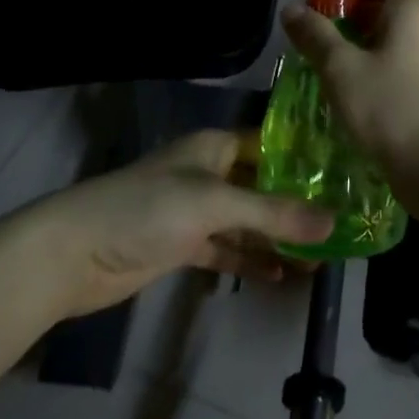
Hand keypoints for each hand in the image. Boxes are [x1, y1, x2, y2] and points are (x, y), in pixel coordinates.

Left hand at [35, 130, 333, 320]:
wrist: (73, 253)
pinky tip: (279, 274)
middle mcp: (208, 172)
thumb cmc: (148, 209)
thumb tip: (333, 223)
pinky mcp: (181, 245)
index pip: (270, 144)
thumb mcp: (215, 204)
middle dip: (296, 204)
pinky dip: (248, 259)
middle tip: (340, 223)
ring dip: (276, 237)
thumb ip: (273, 214)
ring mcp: (194, 210)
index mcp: (215, 146)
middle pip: (261, 185)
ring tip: (319, 256)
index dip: (304, 158)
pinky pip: (225, 248)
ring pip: (245, 220)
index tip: (345, 174)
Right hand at [280, 0, 418, 178]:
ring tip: (337, 63)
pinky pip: (405, 62)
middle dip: (361, 13)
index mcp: (411, 11)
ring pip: (400, 37)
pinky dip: (382, 65)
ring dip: (369, 42)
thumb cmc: (387, 105)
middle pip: (396, 5)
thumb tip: (291, 7)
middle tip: (329, 32)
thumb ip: (315, 35)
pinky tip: (358, 91)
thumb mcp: (340, 68)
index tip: (336, 1)